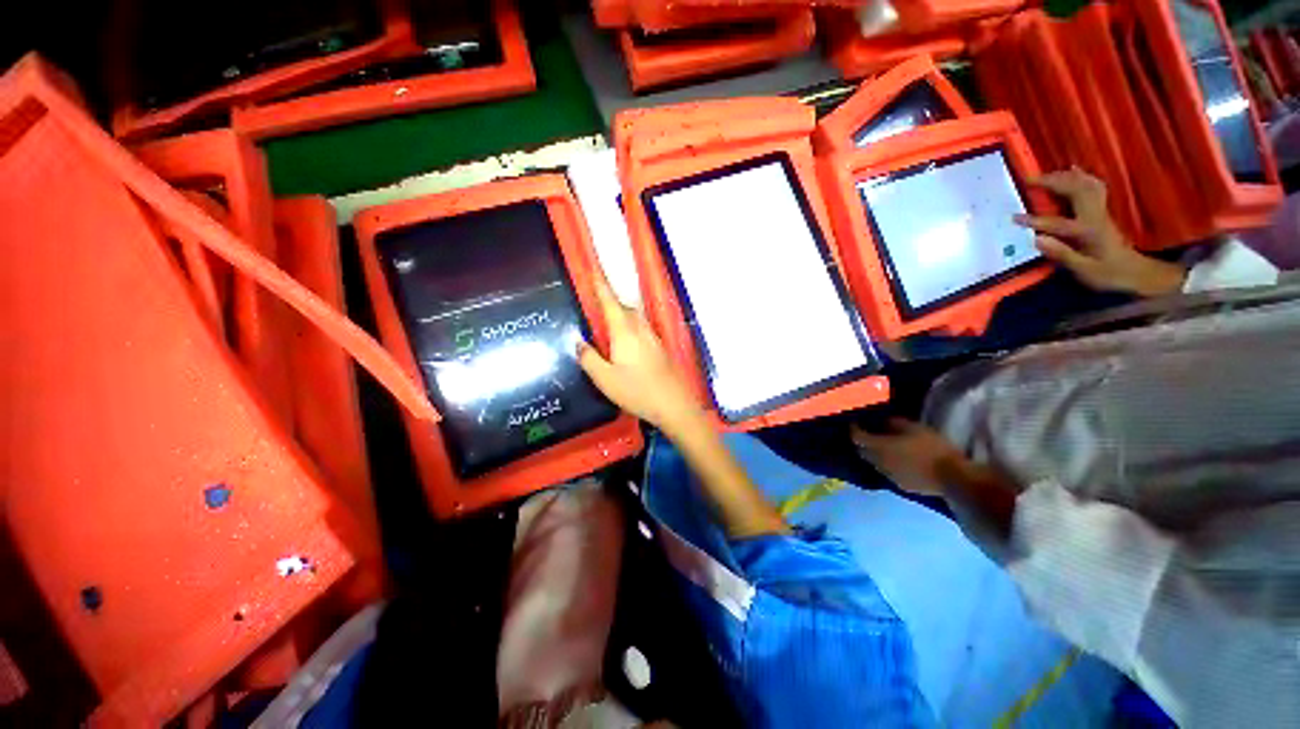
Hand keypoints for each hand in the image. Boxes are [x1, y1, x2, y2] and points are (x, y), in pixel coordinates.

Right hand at [577, 270, 701, 433]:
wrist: (674, 404)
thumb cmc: (637, 391)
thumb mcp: (605, 379)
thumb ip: (589, 359)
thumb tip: (578, 342)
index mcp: (624, 332)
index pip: (610, 302)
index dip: (601, 286)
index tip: (594, 270)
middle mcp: (640, 329)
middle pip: (624, 308)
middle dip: (611, 301)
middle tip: (597, 302)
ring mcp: (653, 338)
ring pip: (635, 317)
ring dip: (622, 314)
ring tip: (610, 323)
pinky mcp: (660, 348)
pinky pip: (642, 329)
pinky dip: (631, 327)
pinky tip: (628, 342)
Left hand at [851, 419, 974, 496]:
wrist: (952, 479)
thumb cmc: (933, 449)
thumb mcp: (915, 428)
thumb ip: (895, 423)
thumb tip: (884, 422)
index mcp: (880, 447)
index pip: (858, 438)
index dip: (854, 429)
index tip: (855, 423)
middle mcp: (879, 462)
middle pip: (862, 451)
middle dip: (862, 442)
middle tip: (868, 433)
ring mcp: (889, 476)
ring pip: (874, 463)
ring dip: (874, 454)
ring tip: (882, 447)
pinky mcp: (901, 485)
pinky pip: (887, 472)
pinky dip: (886, 464)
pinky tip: (897, 461)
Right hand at [1014, 167, 1186, 296]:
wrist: (1136, 272)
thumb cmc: (1108, 275)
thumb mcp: (1084, 271)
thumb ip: (1062, 254)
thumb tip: (1037, 240)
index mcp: (1088, 232)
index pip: (1059, 224)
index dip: (1036, 221)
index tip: (1014, 218)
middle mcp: (1095, 216)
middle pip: (1076, 191)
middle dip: (1053, 183)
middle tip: (1029, 180)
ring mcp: (1100, 211)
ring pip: (1085, 184)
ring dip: (1065, 177)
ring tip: (1045, 174)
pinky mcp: (1102, 210)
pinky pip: (1093, 186)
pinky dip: (1081, 176)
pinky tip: (1071, 170)